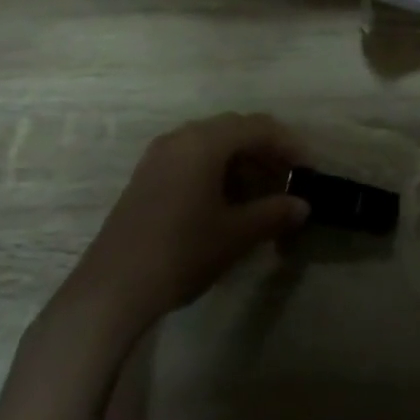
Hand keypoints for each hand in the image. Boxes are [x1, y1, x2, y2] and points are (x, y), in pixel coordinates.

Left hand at [56, 114, 308, 343]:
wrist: (110, 291)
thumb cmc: (180, 252)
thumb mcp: (235, 234)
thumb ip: (273, 213)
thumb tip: (303, 205)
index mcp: (205, 140)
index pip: (258, 127)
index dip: (289, 145)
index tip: (309, 170)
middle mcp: (182, 136)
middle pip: (236, 130)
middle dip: (266, 152)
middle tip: (289, 181)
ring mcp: (160, 155)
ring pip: (213, 145)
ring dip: (242, 163)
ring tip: (262, 195)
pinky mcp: (147, 177)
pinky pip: (193, 159)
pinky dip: (218, 172)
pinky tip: (227, 203)